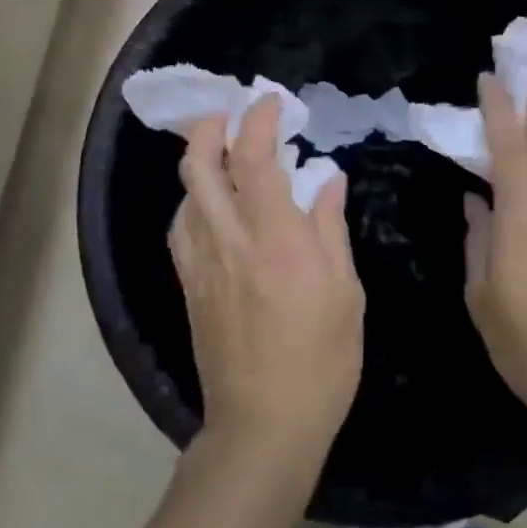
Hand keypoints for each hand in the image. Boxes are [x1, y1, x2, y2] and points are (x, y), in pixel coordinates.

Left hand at [171, 95, 363, 472]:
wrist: (263, 426)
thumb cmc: (320, 362)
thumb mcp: (345, 293)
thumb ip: (331, 228)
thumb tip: (328, 178)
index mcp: (275, 239)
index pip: (254, 157)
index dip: (258, 119)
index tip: (270, 101)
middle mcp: (229, 240)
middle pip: (200, 165)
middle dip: (210, 127)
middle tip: (231, 114)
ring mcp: (201, 263)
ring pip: (185, 193)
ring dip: (199, 161)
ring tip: (222, 153)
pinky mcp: (189, 285)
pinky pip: (181, 227)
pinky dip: (194, 200)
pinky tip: (211, 205)